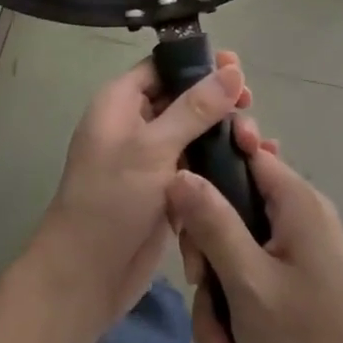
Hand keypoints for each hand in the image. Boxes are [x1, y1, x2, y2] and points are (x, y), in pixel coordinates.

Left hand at [28, 50, 250, 342]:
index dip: (199, 64)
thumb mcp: (154, 147)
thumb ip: (196, 108)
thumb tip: (232, 70)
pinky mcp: (165, 190)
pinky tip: (253, 166)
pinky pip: (197, 166)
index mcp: (120, 102)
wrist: (86, 277)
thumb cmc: (112, 199)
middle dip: (218, 103)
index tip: (238, 69)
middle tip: (250, 107)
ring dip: (224, 136)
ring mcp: (150, 159)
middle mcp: (134, 124)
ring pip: (195, 134)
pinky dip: (220, 165)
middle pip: (184, 99)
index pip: (163, 67)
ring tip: (257, 144)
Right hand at [168, 128, 342, 342]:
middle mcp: (302, 220)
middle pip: (233, 214)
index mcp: (298, 203)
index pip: (247, 152)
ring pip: (237, 261)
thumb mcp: (247, 282)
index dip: (209, 166)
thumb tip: (180, 172)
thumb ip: (212, 222)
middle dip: (210, 263)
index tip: (180, 200)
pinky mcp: (300, 292)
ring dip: (220, 311)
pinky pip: (254, 290)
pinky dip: (239, 327)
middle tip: (201, 292)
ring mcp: (302, 258)